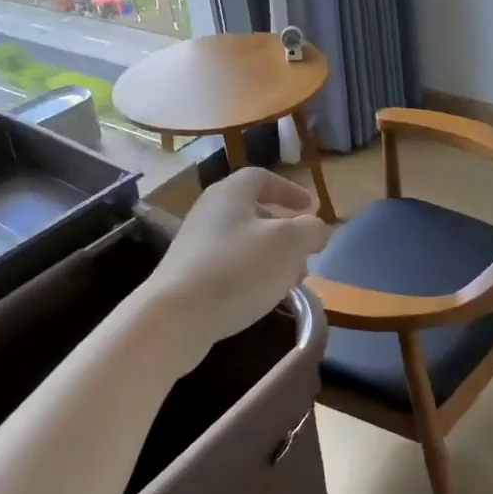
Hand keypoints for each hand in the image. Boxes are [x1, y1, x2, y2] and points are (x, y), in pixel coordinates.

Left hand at [146, 168, 333, 346]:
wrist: (176, 316)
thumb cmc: (238, 269)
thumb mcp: (289, 244)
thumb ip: (311, 230)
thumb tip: (317, 228)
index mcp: (231, 193)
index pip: (262, 177)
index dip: (289, 190)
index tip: (309, 207)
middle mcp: (210, 211)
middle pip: (253, 210)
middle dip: (284, 229)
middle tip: (305, 250)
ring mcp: (196, 243)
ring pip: (243, 241)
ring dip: (271, 255)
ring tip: (291, 280)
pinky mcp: (189, 274)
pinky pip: (229, 265)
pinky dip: (251, 274)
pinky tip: (262, 296)